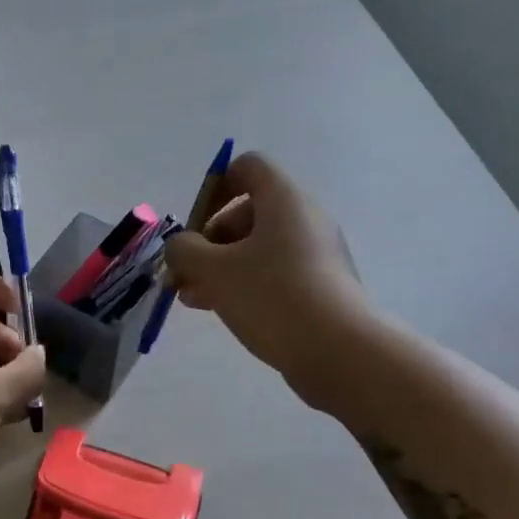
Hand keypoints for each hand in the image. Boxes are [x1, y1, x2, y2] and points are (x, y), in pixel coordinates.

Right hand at [162, 152, 377, 412]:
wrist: (339, 351)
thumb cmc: (272, 296)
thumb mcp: (214, 269)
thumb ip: (184, 250)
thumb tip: (180, 246)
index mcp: (284, 200)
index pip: (248, 167)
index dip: (215, 187)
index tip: (194, 223)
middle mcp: (304, 219)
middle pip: (246, 212)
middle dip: (208, 240)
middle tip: (185, 272)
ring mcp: (314, 254)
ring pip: (256, 248)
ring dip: (219, 267)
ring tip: (191, 298)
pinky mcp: (319, 286)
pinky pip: (272, 273)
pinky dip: (243, 284)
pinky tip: (218, 310)